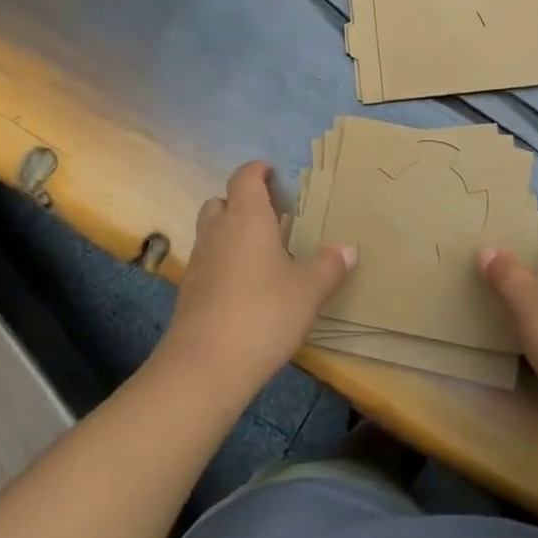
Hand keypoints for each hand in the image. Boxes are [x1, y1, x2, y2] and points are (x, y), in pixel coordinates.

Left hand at [159, 160, 354, 395]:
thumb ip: (329, 265)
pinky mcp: (189, 294)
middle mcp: (217, 232)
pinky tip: (246, 286)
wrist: (205, 367)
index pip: (244, 178)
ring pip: (211, 233)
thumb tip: (348, 248)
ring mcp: (198, 263)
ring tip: (261, 251)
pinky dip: (224, 263)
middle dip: (241, 202)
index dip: (257, 171)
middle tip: (269, 214)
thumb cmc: (263, 313)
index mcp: (246, 218)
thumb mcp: (309, 290)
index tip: (271, 172)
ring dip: (230, 233)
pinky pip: (208, 263)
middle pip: (221, 202)